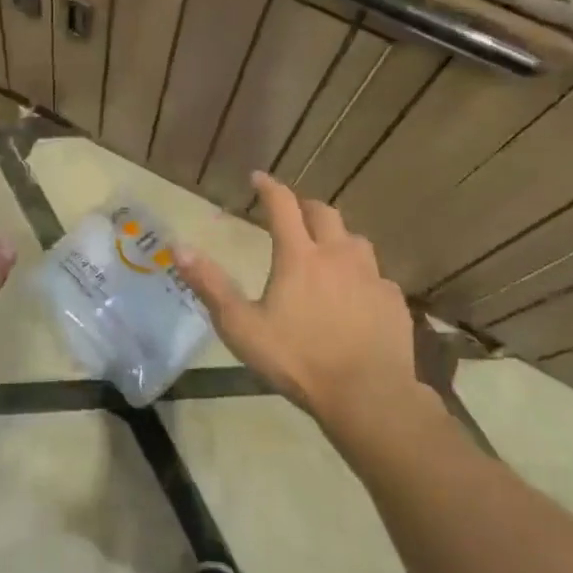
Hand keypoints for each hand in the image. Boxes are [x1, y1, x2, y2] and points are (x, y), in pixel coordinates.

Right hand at [177, 172, 427, 432]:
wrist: (367, 395)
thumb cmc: (297, 359)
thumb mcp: (241, 326)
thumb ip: (210, 285)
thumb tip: (179, 247)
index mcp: (299, 256)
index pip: (282, 205)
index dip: (269, 187)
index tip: (258, 177)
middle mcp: (337, 255)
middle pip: (324, 213)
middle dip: (305, 206)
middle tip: (292, 213)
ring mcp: (371, 276)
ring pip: (355, 240)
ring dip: (337, 237)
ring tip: (326, 251)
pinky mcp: (393, 301)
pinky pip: (376, 275)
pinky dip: (361, 275)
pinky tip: (355, 294)